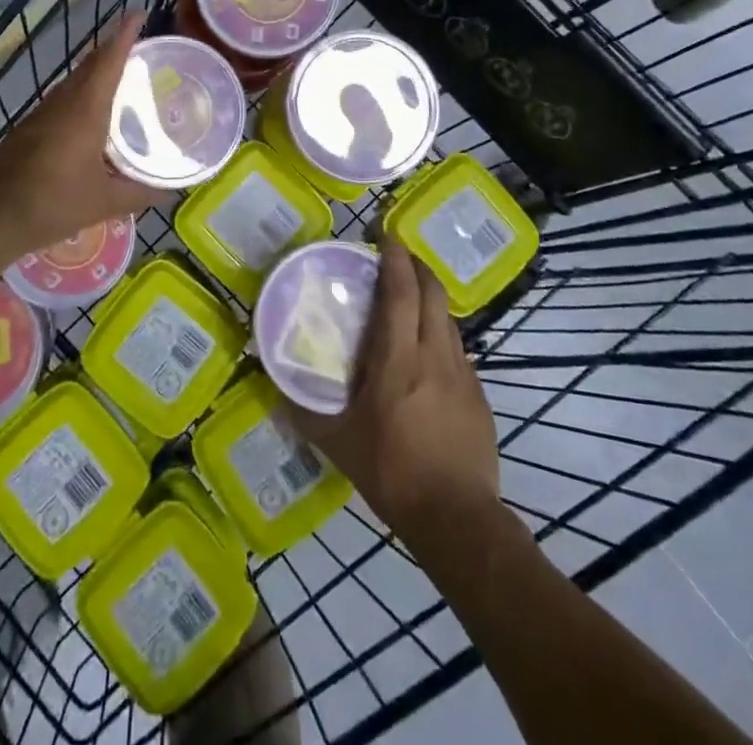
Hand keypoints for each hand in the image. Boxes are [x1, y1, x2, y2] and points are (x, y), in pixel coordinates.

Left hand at [0, 11, 159, 256]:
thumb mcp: (104, 202)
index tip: (138, 14)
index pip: (108, 61)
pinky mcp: (28, 130)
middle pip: (90, 66)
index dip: (124, 35)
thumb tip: (172, 192)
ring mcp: (41, 115)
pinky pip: (62, 101)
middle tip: (139, 48)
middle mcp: (63, 103)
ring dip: (96, 73)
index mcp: (85, 110)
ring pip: (73, 82)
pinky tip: (91, 117)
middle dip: (112, 50)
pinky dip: (82, 95)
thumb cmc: (51, 204)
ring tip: (122, 79)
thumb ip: (141, 193)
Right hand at [286, 241, 499, 547]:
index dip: (396, 258)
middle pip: (433, 293)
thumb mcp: (338, 442)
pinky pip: (458, 350)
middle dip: (418, 266)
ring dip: (431, 299)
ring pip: (449, 319)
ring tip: (410, 299)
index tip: (387, 234)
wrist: (457, 518)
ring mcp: (463, 374)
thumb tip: (274, 385)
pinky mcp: (479, 396)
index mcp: (399, 359)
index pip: (401, 292)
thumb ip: (305, 410)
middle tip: (398, 256)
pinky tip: (427, 355)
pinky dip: (441, 334)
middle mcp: (435, 355)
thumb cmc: (392, 472)